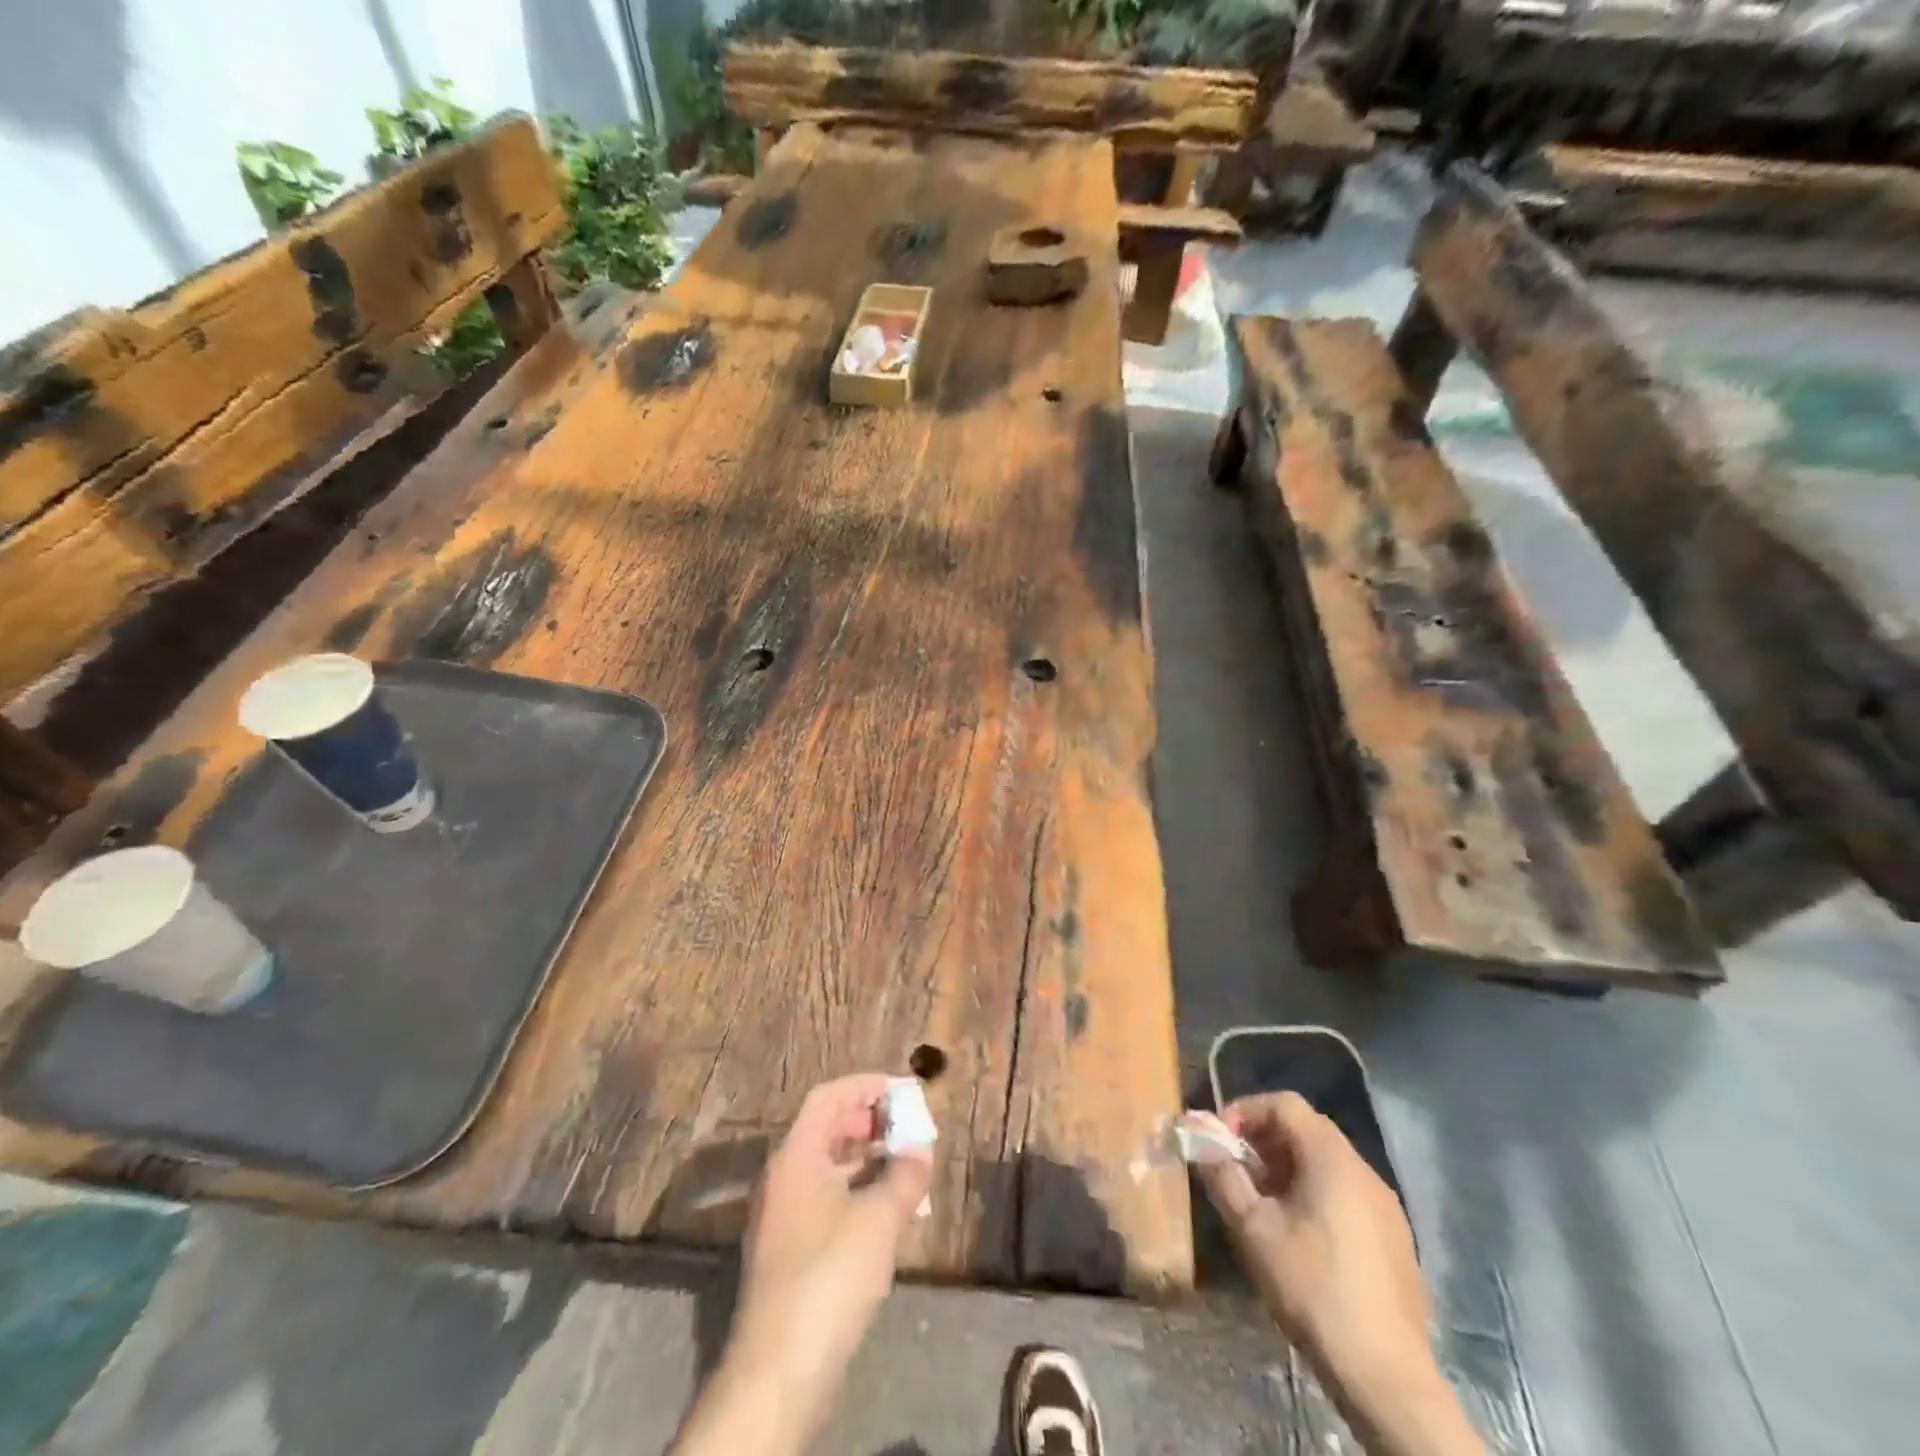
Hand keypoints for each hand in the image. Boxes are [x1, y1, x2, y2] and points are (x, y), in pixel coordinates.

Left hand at [716, 1074, 932, 1437]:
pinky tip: (887, 1214)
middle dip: (869, 1122)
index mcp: (795, 1156)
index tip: (901, 1089)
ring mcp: (781, 1218)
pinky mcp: (788, 1254)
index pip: (827, 1097)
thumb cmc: (829, 1274)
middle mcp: (782, 1178)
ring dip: (867, 1161)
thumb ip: (905, 1174)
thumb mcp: (879, 1218)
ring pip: (828, 1168)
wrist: (779, 1370)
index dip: (864, 1086)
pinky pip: (825, 1201)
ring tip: (906, 1168)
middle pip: (826, 1129)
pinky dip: (856, 1193)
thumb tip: (920, 1148)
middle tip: (906, 1126)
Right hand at [1198, 1094, 1480, 1455]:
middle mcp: (1364, 1171)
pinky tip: (1298, 1234)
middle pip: (1307, 1130)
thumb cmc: (1312, 1287)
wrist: (1385, 1375)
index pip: (1284, 1104)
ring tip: (1260, 1202)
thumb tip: (1201, 1143)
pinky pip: (1346, 1194)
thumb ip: (1223, 1177)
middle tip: (1234, 1168)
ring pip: (1327, 1163)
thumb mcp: (1253, 1229)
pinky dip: (1314, 1193)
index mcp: (1332, 1158)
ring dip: (1287, 1168)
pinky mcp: (1395, 1240)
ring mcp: (1386, 1206)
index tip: (1220, 1140)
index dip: (1246, 1111)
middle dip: (1263, 1140)